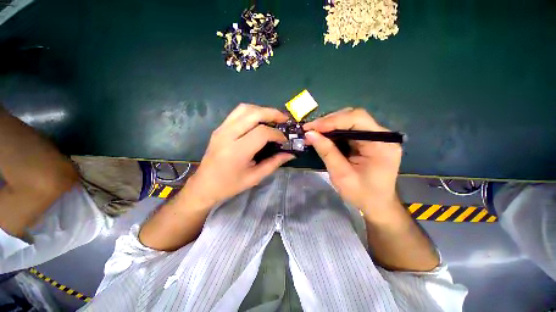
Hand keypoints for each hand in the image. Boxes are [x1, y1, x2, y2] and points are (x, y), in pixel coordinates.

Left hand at [187, 104, 294, 206]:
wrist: (204, 185)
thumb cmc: (230, 185)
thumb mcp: (254, 177)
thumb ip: (274, 163)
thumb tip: (290, 154)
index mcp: (237, 151)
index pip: (262, 133)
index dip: (277, 134)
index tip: (284, 140)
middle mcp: (227, 135)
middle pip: (253, 114)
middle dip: (272, 113)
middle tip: (284, 120)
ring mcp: (221, 129)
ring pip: (244, 108)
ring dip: (262, 110)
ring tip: (273, 118)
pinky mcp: (219, 128)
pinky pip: (237, 112)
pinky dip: (252, 112)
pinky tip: (260, 120)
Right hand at [303, 108, 401, 213]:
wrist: (377, 204)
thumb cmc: (361, 194)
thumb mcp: (341, 175)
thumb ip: (327, 152)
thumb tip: (309, 134)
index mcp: (381, 144)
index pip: (357, 119)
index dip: (332, 120)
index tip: (312, 128)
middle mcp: (382, 135)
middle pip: (354, 117)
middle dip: (329, 122)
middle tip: (310, 129)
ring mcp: (376, 137)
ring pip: (350, 121)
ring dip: (329, 125)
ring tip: (313, 132)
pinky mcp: (369, 140)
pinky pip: (349, 129)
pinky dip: (334, 132)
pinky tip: (323, 136)